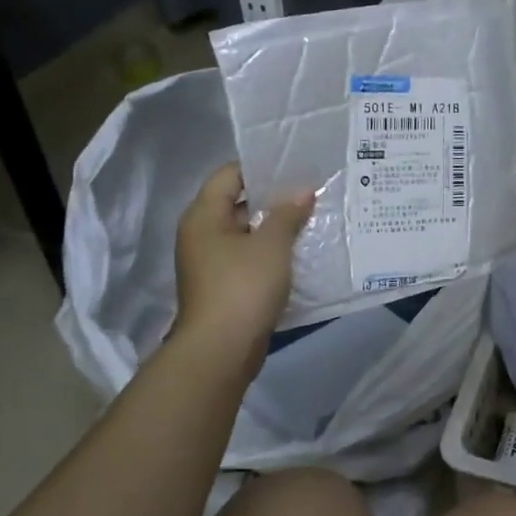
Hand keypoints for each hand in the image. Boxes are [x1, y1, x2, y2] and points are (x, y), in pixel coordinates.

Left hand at [169, 163, 314, 374]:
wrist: (221, 350)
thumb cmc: (243, 287)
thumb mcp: (271, 245)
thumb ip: (287, 214)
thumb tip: (302, 192)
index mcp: (204, 216)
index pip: (229, 174)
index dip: (261, 166)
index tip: (295, 165)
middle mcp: (202, 235)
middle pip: (239, 203)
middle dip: (274, 198)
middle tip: (311, 190)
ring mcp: (212, 263)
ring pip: (247, 233)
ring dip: (276, 227)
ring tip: (313, 217)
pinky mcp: (225, 286)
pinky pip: (251, 258)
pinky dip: (273, 253)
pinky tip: (302, 251)